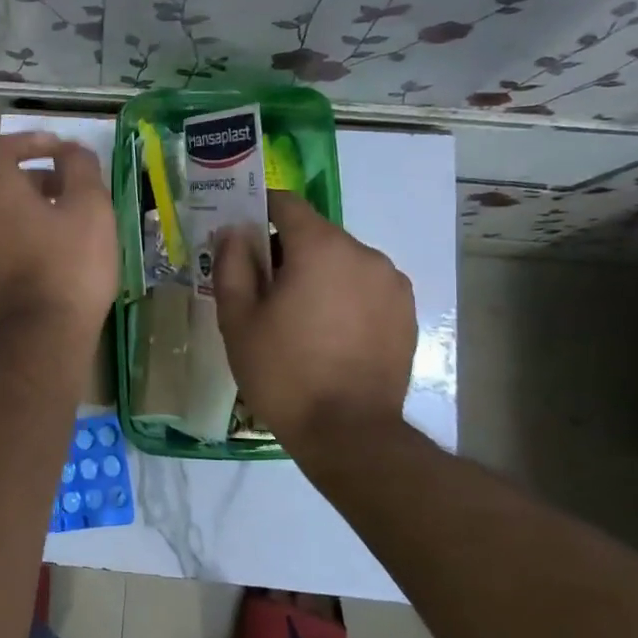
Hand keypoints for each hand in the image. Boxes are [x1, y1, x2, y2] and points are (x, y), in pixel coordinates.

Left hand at [0, 132, 117, 339]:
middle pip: (3, 181)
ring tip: (69, 221)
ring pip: (3, 213)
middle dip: (39, 176)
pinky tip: (54, 252)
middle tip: (73, 187)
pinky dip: (25, 233)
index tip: (63, 149)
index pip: (4, 147)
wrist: (42, 337)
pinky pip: (2, 240)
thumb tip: (71, 150)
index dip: (34, 140)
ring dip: (33, 207)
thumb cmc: (70, 265)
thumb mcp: (90, 207)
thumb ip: (81, 167)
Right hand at [212, 190, 414, 444]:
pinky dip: (343, 296)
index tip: (240, 234)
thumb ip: (231, 263)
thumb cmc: (283, 371)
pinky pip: (365, 287)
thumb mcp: (237, 318)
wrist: (348, 433)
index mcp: (321, 248)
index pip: (286, 204)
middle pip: (315, 235)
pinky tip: (329, 335)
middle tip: (262, 290)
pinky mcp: (406, 313)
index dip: (258, 210)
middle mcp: (364, 254)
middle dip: (285, 251)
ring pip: (342, 262)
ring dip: (317, 275)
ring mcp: (392, 284)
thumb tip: (234, 231)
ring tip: (297, 318)